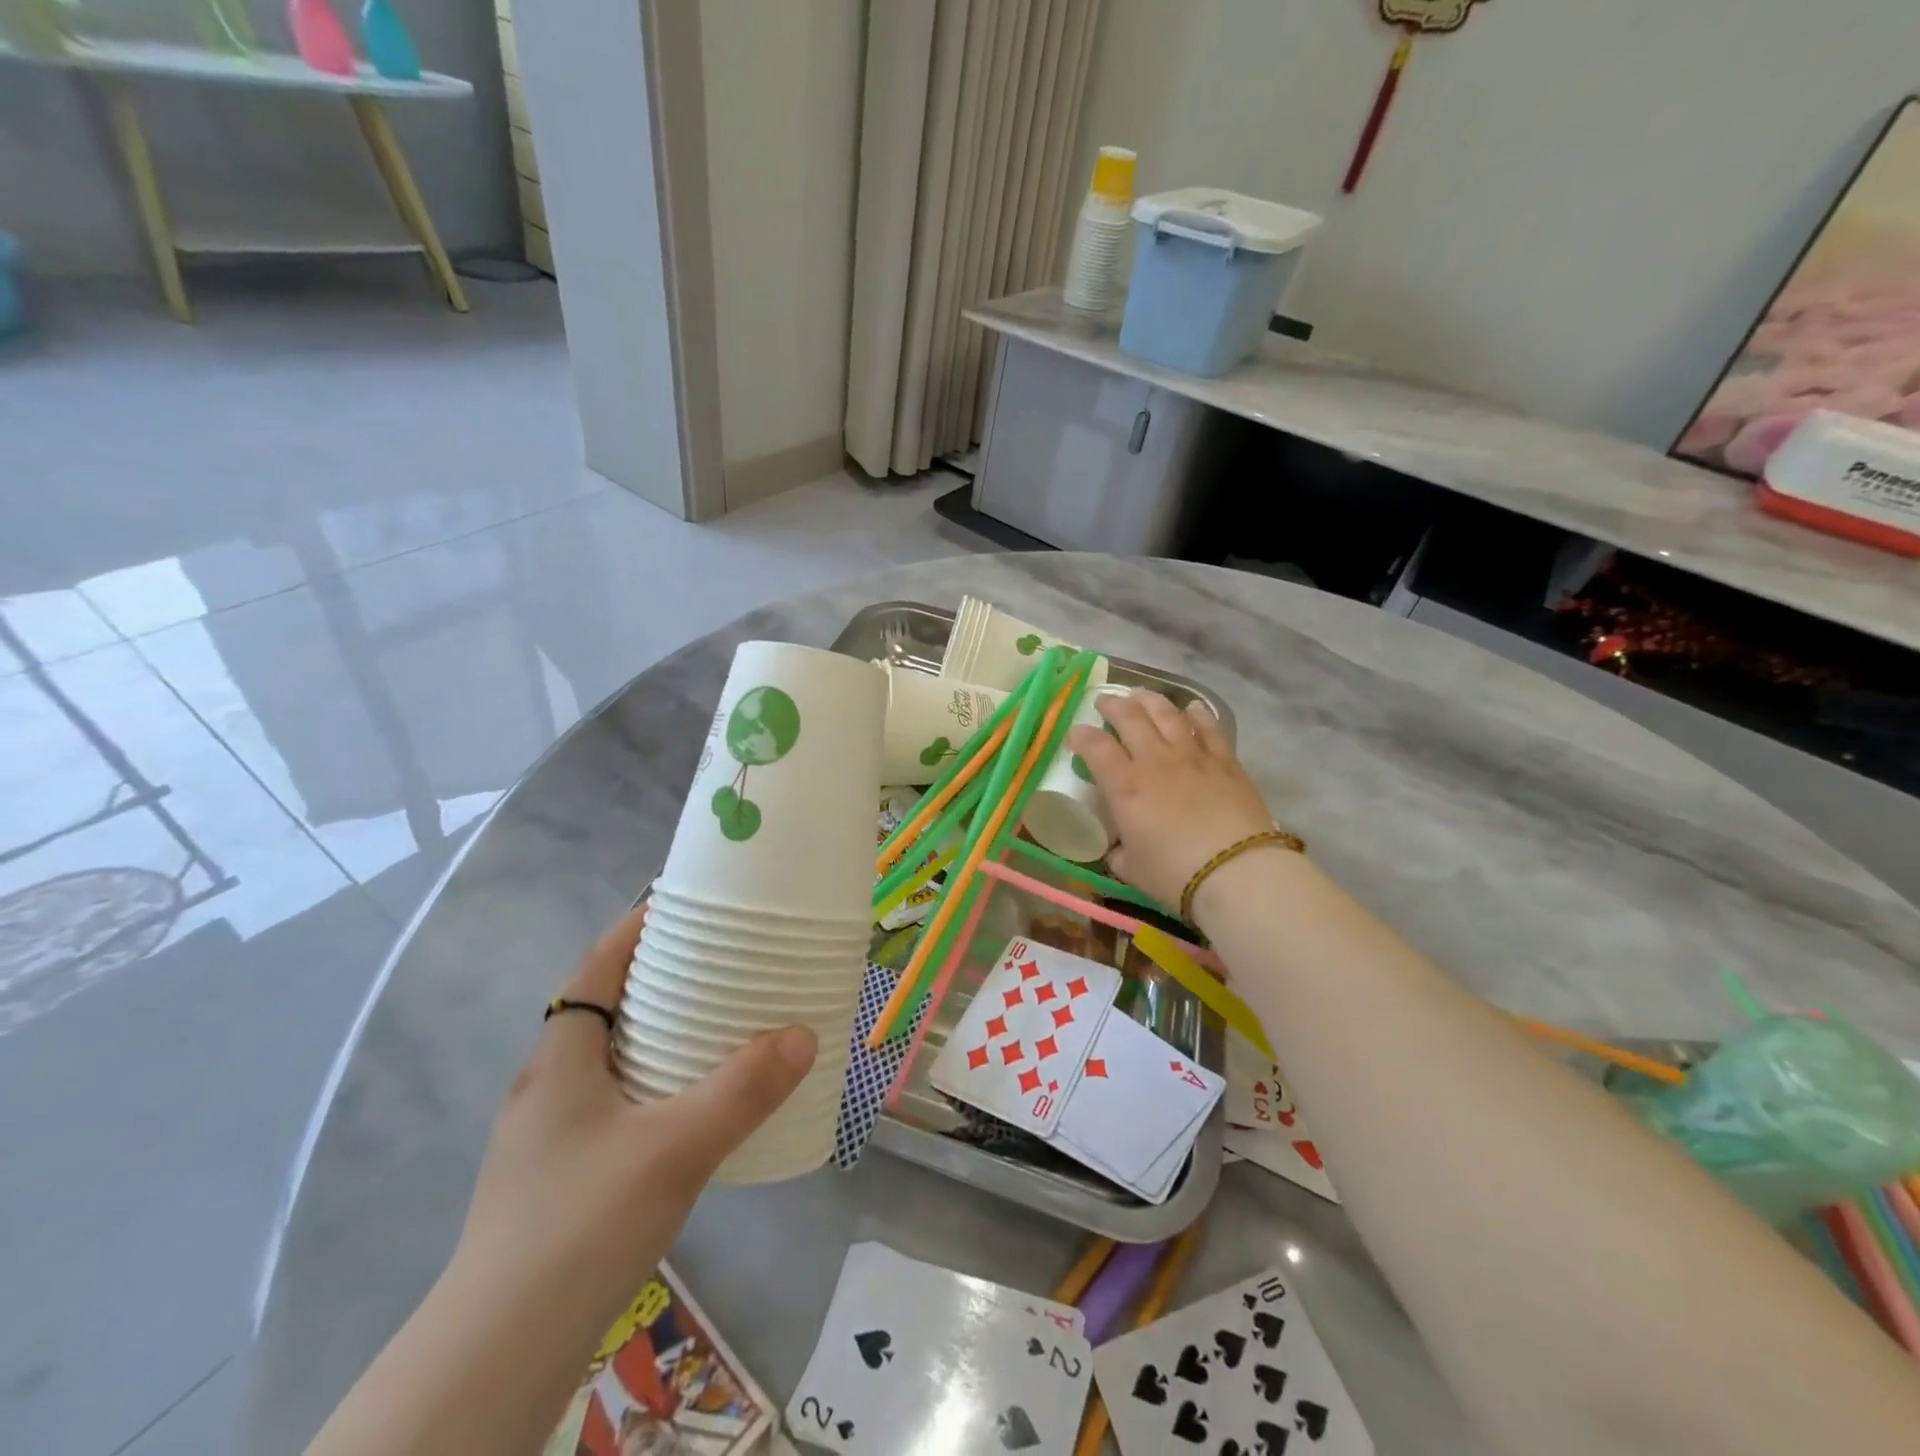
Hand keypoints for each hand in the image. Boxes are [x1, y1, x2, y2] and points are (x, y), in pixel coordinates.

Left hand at [453, 906, 816, 1315]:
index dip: (641, 927)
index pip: (599, 964)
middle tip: (727, 964)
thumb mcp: (674, 1148)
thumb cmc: (580, 1225)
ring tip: (723, 1025)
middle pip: (609, 1005)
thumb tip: (803, 1035)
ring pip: (614, 1056)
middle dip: (665, 977)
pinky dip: (659, 1081)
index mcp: (561, 1055)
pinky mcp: (563, 1174)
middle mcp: (550, 1083)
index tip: (695, 908)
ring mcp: (552, 1132)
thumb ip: (742, 1089)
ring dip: (664, 1032)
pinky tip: (696, 1106)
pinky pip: (619, 1099)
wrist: (498, 1357)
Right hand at [1067, 690, 1276, 908]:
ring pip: (1167, 713)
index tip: (1075, 735)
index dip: (1080, 736)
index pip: (1095, 746)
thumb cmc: (1174, 874)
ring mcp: (1192, 756)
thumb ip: (1120, 851)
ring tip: (1141, 696)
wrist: (1236, 871)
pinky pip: (1209, 727)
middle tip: (1105, 703)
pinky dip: (1197, 714)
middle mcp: (1155, 760)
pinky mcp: (1225, 761)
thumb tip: (1119, 847)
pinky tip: (1192, 708)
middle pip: (1130, 717)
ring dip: (1150, 700)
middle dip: (1113, 705)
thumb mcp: (1131, 868)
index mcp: (1125, 785)